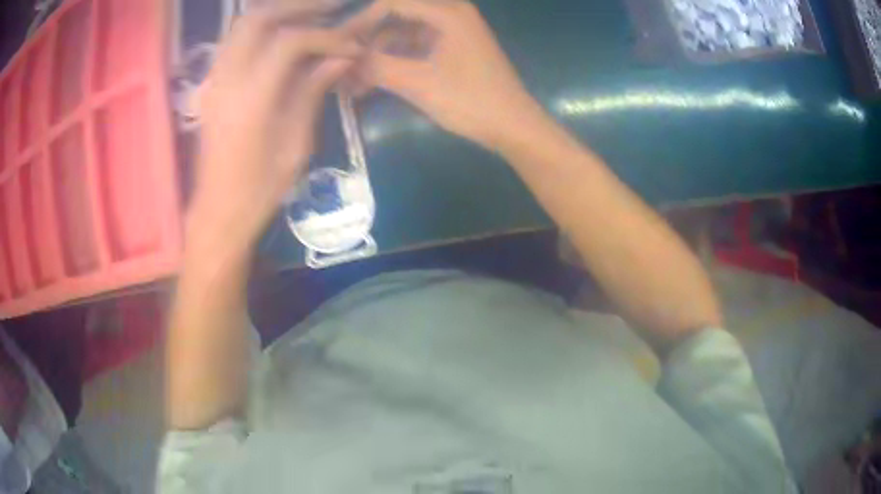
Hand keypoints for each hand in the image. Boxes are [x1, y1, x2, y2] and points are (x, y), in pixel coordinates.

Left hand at [188, 5, 362, 255]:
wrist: (219, 210)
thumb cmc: (260, 188)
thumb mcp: (296, 144)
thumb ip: (313, 91)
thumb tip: (341, 57)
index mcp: (251, 99)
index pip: (290, 42)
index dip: (326, 36)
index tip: (351, 44)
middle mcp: (227, 79)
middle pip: (258, 18)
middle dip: (299, 7)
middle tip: (333, 7)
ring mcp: (215, 79)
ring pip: (242, 24)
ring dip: (279, 12)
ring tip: (312, 14)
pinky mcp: (213, 84)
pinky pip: (235, 40)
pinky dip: (262, 28)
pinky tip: (284, 32)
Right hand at [358, 0, 545, 148]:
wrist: (514, 127)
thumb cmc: (471, 101)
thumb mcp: (419, 83)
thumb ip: (377, 66)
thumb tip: (341, 59)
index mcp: (447, 12)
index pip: (392, 3)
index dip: (360, 21)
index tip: (337, 45)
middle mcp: (451, 13)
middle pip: (397, 15)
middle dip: (368, 38)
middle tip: (343, 62)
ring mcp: (453, 31)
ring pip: (404, 32)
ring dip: (379, 52)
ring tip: (354, 79)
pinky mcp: (453, 48)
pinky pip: (415, 45)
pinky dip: (395, 60)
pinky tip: (375, 80)